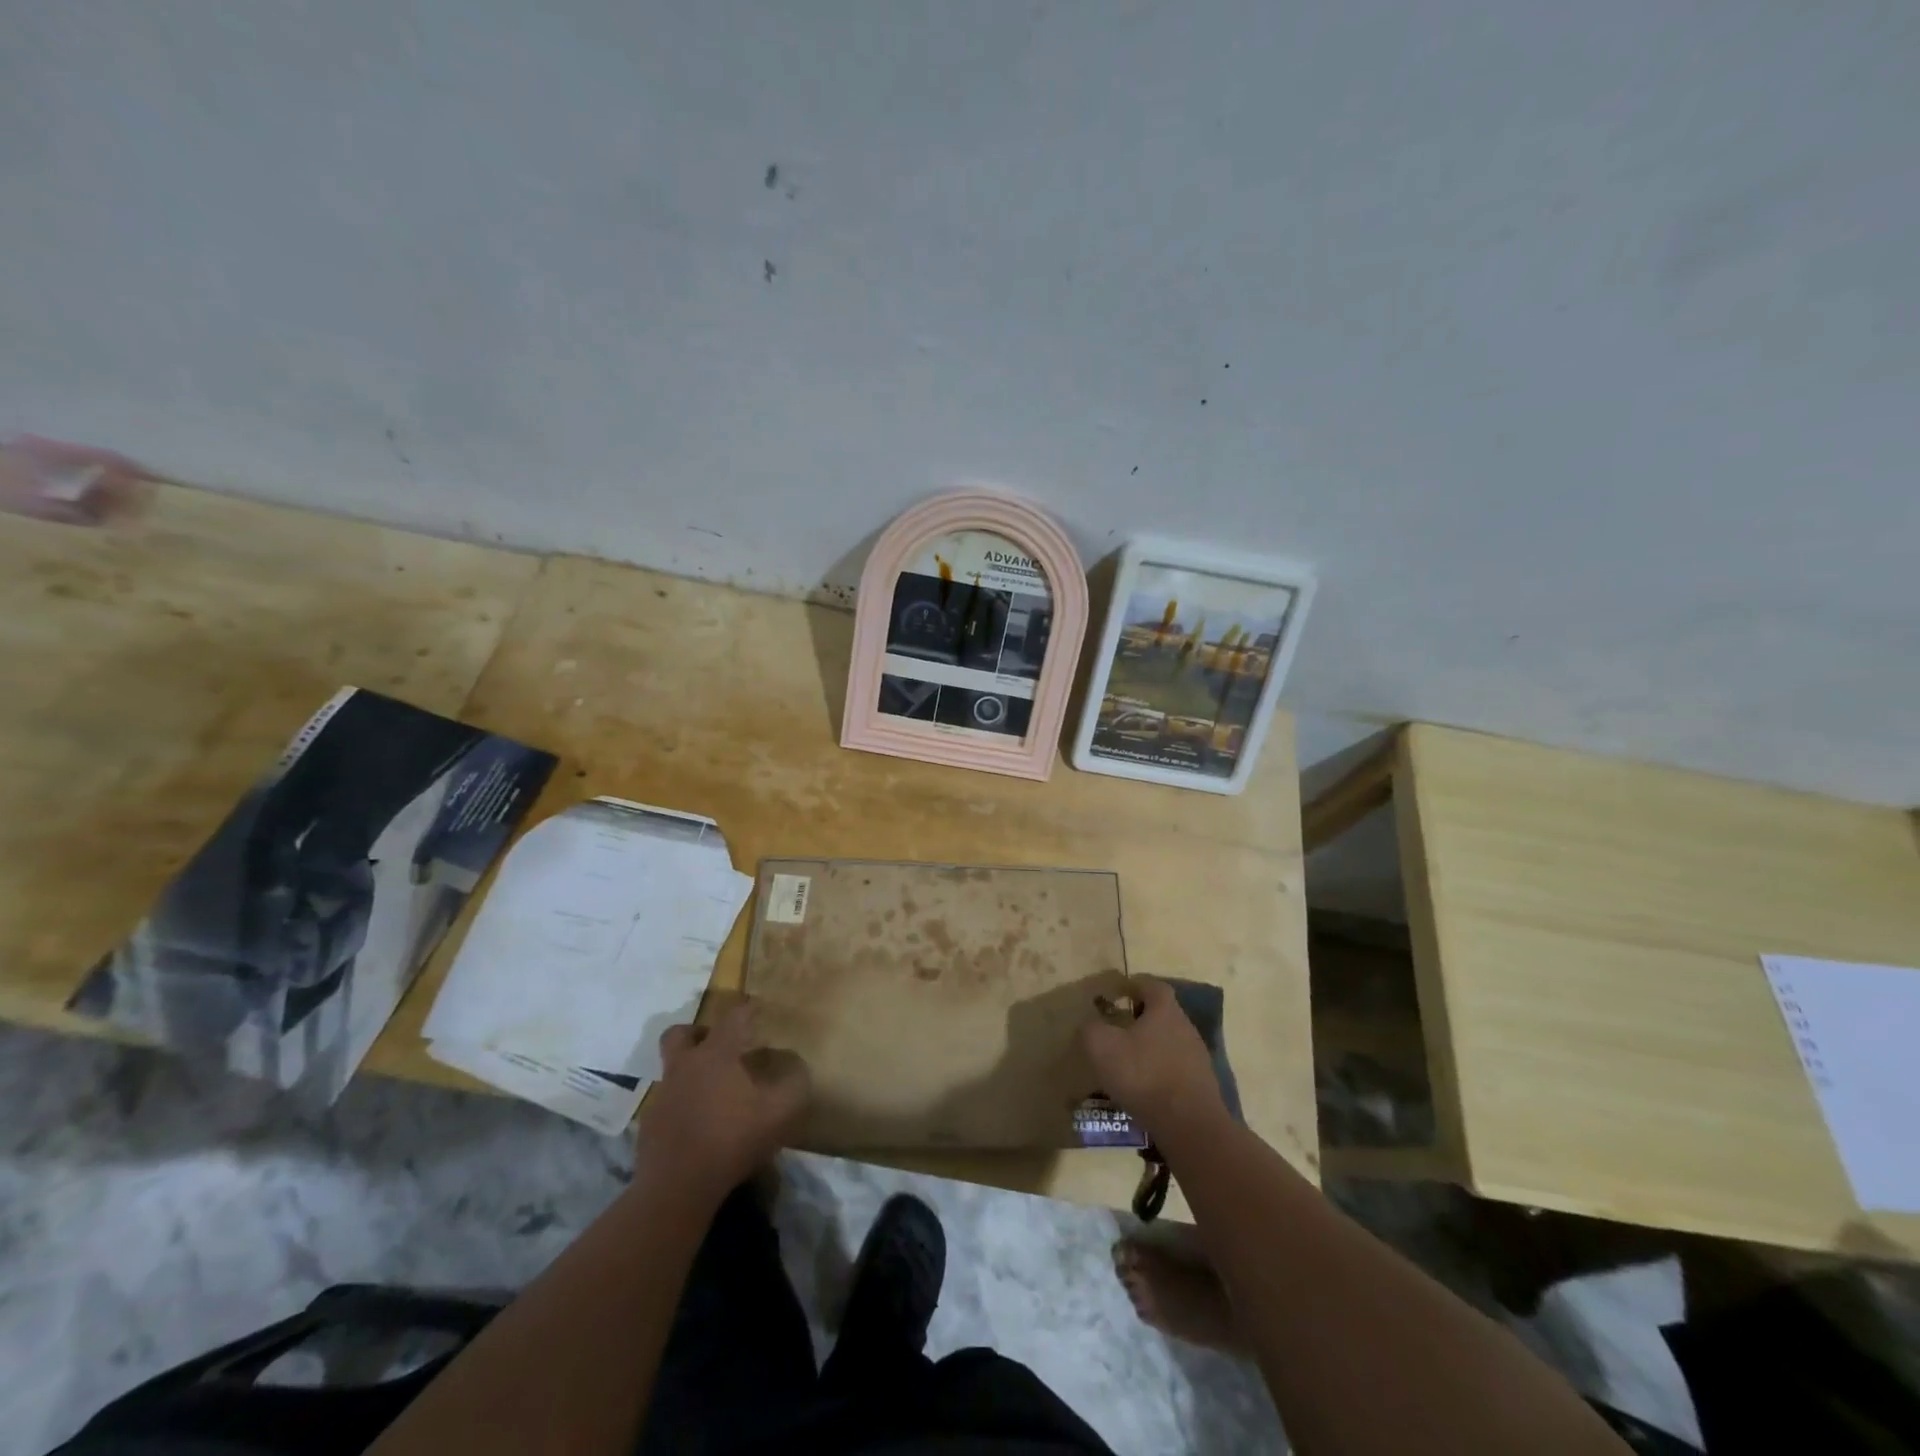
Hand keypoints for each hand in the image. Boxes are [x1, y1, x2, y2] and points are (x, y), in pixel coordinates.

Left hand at [636, 1000, 810, 1202]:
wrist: (677, 1188)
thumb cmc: (731, 1140)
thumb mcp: (779, 1114)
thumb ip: (795, 1086)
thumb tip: (800, 1068)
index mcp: (716, 1055)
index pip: (732, 1017)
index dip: (747, 1009)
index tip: (758, 1008)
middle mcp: (685, 1067)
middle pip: (679, 1034)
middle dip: (697, 1033)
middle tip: (717, 1045)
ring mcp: (663, 1096)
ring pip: (672, 1070)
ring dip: (690, 1072)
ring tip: (713, 1092)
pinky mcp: (650, 1125)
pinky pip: (667, 1103)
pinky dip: (682, 1105)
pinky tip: (699, 1125)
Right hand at [1082, 977, 1227, 1146]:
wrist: (1190, 1126)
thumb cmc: (1144, 1075)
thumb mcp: (1102, 1047)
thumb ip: (1091, 1029)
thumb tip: (1090, 1024)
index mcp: (1165, 1010)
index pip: (1151, 985)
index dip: (1133, 985)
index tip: (1116, 993)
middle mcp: (1185, 1027)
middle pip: (1162, 1014)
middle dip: (1140, 1018)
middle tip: (1117, 1030)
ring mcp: (1197, 1057)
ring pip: (1169, 1042)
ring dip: (1149, 1048)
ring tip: (1128, 1064)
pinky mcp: (1201, 1086)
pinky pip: (1175, 1069)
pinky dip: (1159, 1072)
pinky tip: (1144, 1090)